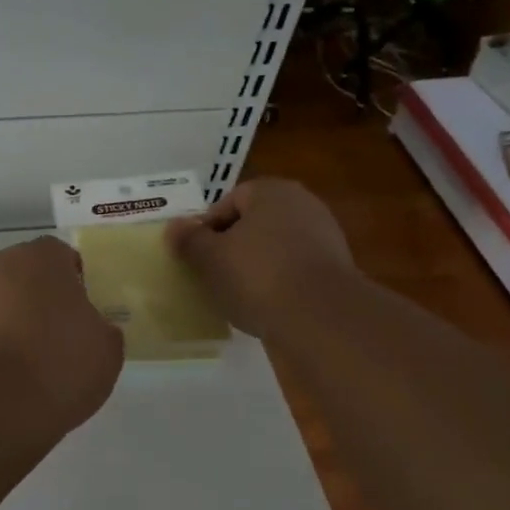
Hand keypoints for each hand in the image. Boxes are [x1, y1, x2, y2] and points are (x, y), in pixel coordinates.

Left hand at [0, 237, 123, 433]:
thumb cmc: (58, 365)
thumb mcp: (107, 351)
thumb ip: (104, 329)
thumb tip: (93, 328)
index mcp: (42, 258)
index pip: (63, 257)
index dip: (77, 283)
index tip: (86, 314)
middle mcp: (0, 266)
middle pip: (28, 276)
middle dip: (43, 300)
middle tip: (62, 336)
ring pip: (2, 302)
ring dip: (16, 322)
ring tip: (34, 362)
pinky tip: (8, 376)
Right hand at [165, 179, 360, 340]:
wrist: (319, 318)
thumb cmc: (256, 276)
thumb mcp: (209, 259)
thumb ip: (189, 240)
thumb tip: (174, 226)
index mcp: (272, 191)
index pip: (229, 202)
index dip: (207, 228)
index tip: (196, 257)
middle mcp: (302, 205)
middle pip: (254, 224)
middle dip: (232, 247)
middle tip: (212, 275)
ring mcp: (324, 238)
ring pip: (275, 248)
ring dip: (256, 267)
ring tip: (237, 295)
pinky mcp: (335, 271)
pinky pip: (294, 271)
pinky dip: (278, 284)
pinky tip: (265, 306)